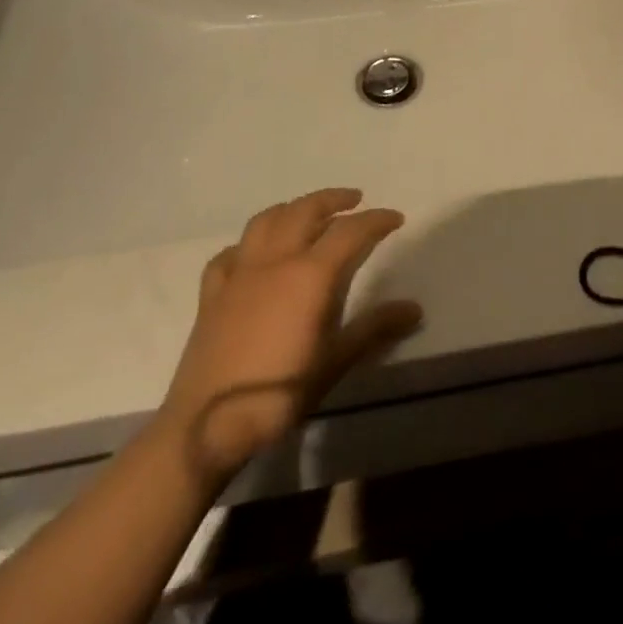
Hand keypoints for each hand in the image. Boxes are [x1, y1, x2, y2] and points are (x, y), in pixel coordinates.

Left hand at [154, 188, 421, 489]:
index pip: (350, 232)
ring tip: (308, 212)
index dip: (376, 220)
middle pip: (305, 211)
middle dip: (332, 199)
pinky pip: (230, 253)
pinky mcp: (212, 294)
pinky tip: (254, 253)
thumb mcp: (336, 361)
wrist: (207, 424)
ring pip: (265, 221)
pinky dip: (249, 243)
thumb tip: (414, 308)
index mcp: (310, 275)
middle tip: (354, 200)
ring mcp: (239, 274)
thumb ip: (375, 328)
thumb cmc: (280, 391)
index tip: (395, 218)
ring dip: (292, 208)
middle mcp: (275, 261)